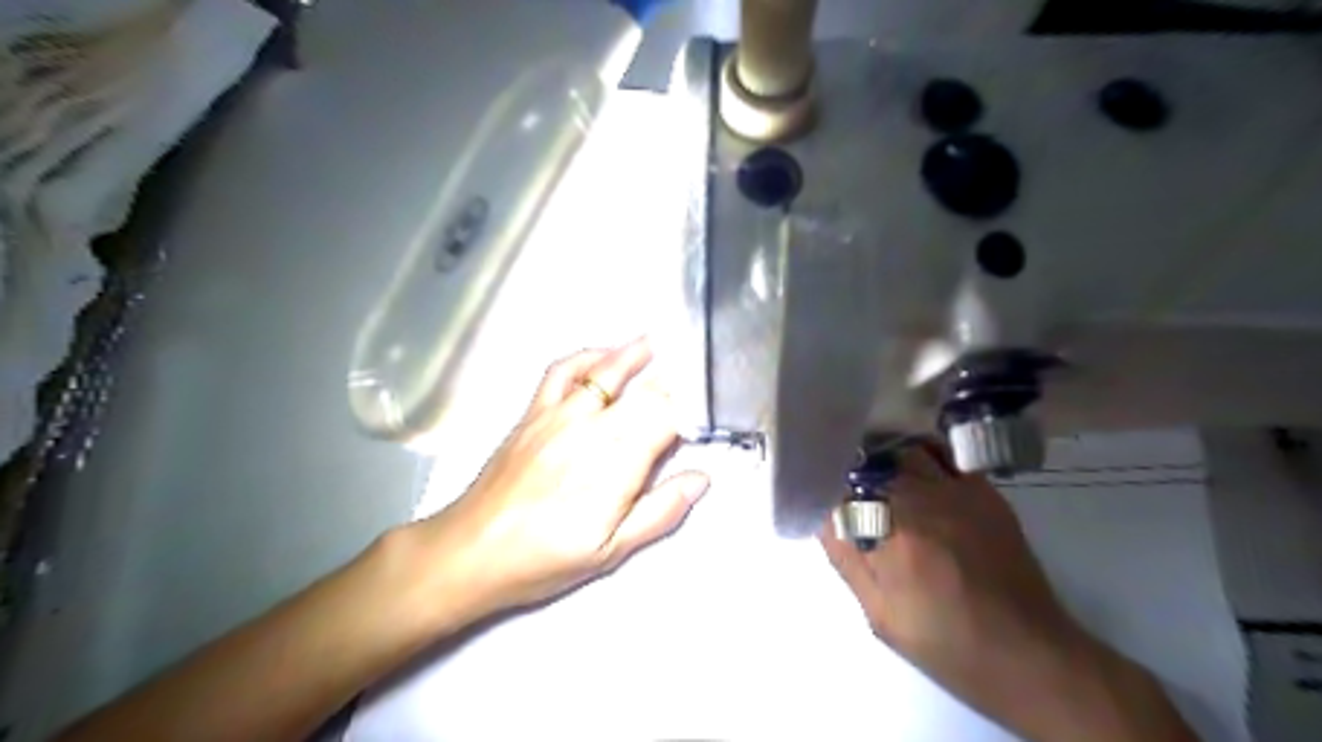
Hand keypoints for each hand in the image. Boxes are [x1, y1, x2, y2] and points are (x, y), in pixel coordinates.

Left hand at [411, 343, 706, 621]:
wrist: (472, 550)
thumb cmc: (545, 558)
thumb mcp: (611, 551)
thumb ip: (660, 512)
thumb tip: (700, 478)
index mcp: (616, 464)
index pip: (665, 419)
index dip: (688, 412)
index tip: (702, 414)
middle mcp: (592, 428)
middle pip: (642, 393)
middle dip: (669, 384)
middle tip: (688, 377)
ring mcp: (559, 414)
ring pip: (605, 373)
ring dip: (632, 356)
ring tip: (652, 344)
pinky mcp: (533, 411)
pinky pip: (561, 371)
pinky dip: (585, 356)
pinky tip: (599, 355)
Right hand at [824, 446, 1193, 741]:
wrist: (1029, 654)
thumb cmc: (946, 642)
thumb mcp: (880, 615)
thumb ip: (845, 559)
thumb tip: (822, 516)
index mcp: (892, 535)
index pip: (842, 487)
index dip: (827, 485)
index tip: (821, 493)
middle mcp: (924, 501)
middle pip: (872, 461)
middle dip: (853, 470)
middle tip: (847, 488)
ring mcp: (959, 492)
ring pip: (906, 451)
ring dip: (886, 461)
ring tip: (880, 480)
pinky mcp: (985, 493)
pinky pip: (944, 457)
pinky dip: (923, 458)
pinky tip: (918, 478)